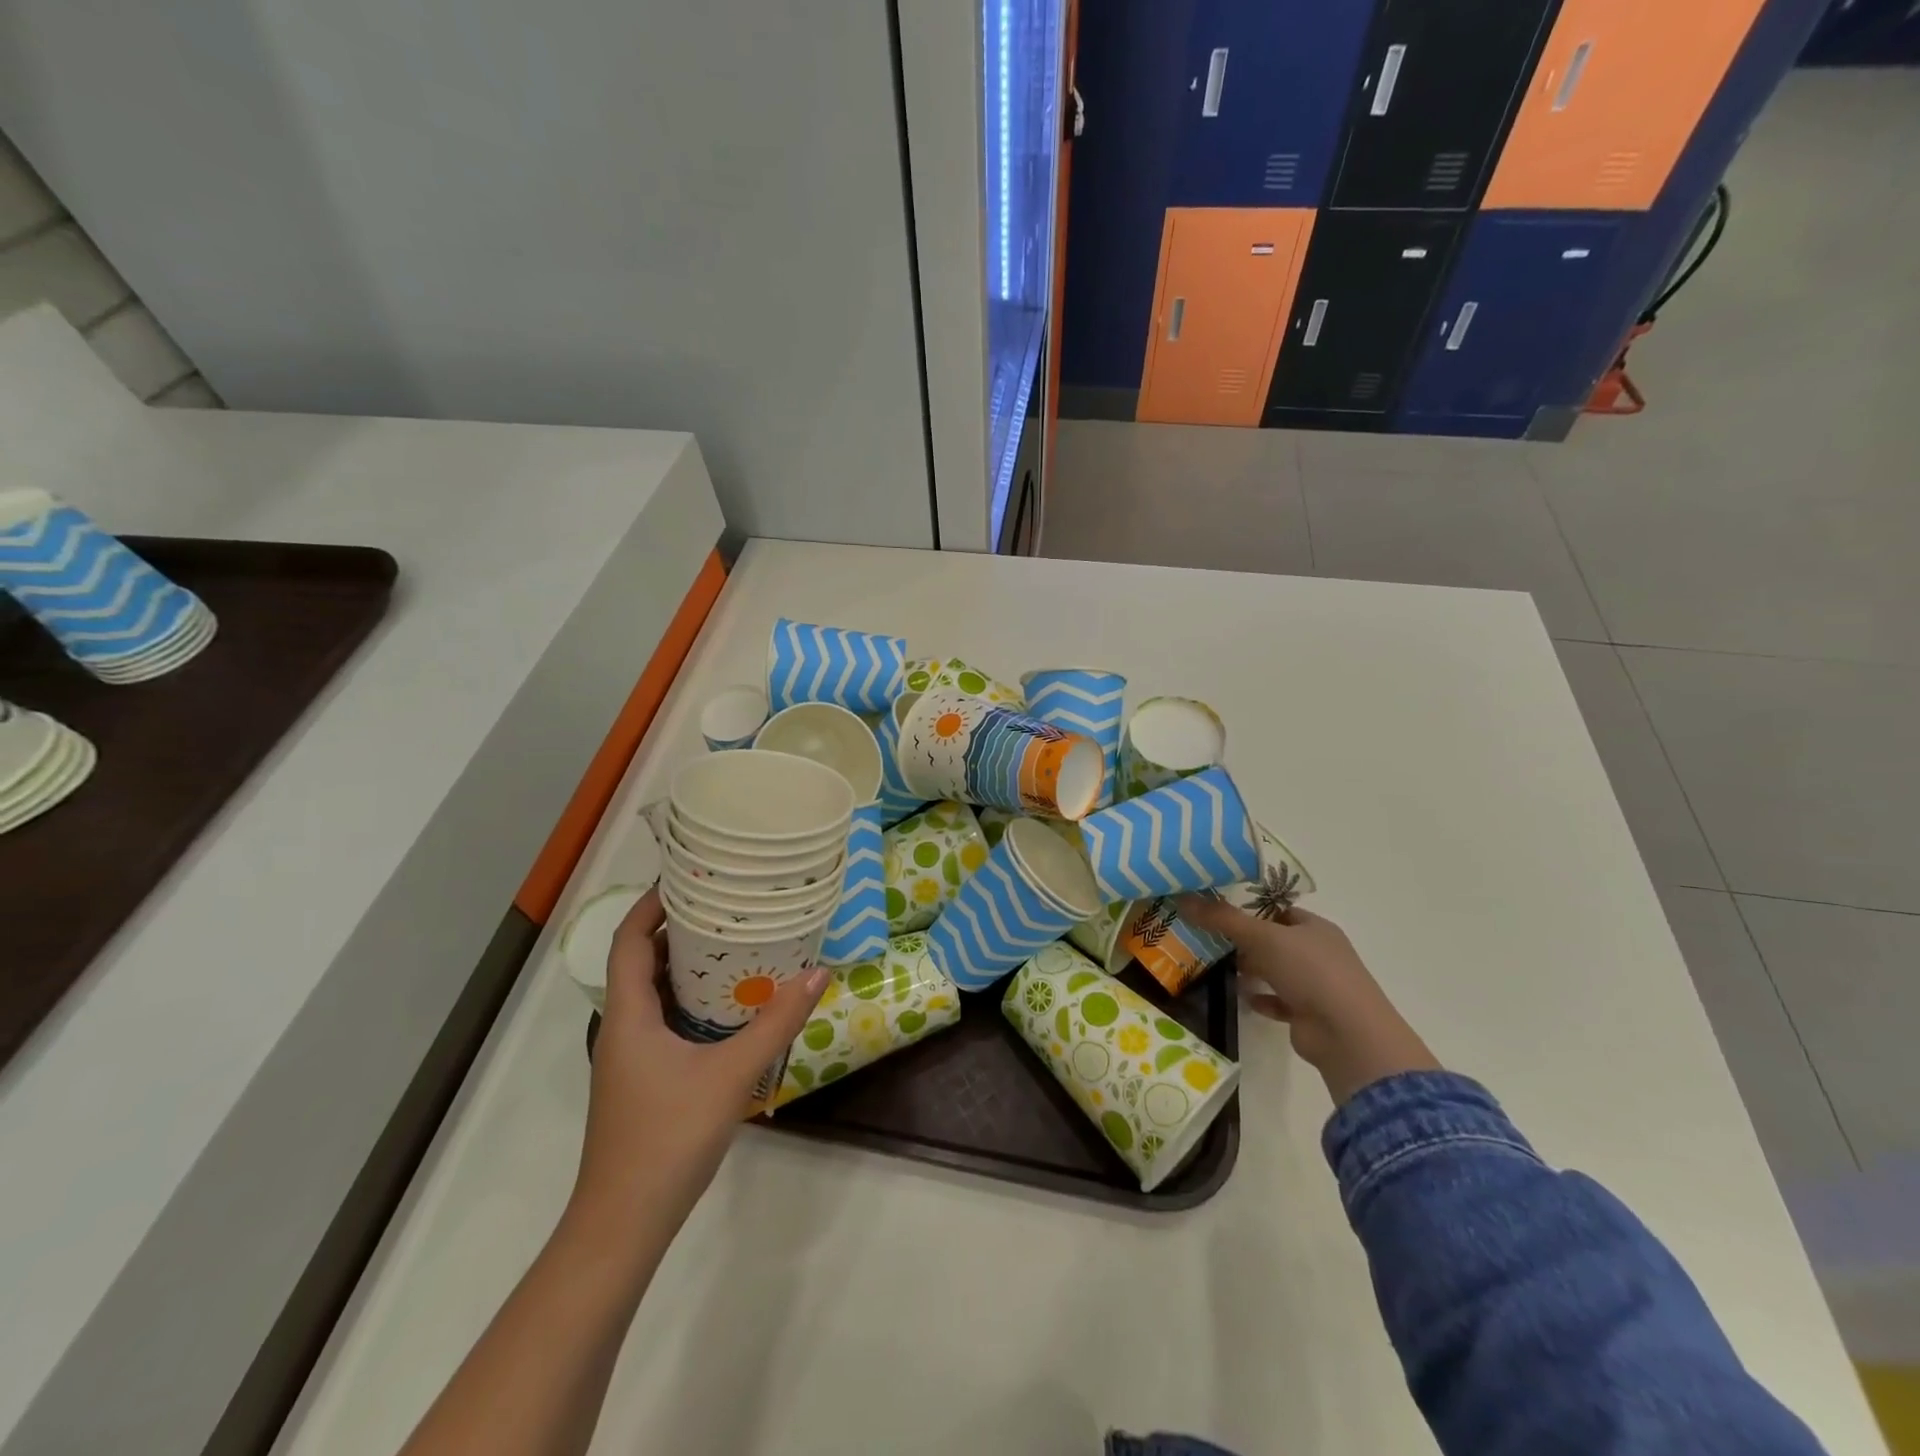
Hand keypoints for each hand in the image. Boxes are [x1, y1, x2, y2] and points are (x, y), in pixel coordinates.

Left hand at [568, 890, 826, 1244]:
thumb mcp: (731, 1073)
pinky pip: (660, 1019)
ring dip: (683, 964)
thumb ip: (777, 1022)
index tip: (688, 878)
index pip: (630, 941)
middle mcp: (621, 1028)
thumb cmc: (668, 1138)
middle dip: (676, 928)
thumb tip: (818, 971)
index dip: (651, 905)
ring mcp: (627, 1057)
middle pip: (640, 961)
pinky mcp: (640, 1079)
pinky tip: (725, 1004)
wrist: (623, 1224)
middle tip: (724, 904)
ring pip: (651, 993)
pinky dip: (687, 998)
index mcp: (629, 1016)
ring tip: (731, 941)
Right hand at [1176, 897, 1437, 1104]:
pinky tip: (1244, 999)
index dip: (1250, 908)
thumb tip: (1183, 898)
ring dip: (1252, 970)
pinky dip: (1262, 999)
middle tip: (1209, 937)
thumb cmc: (1310, 972)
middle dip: (1245, 940)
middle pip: (1275, 940)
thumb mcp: (1262, 937)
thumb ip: (1222, 919)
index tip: (1217, 909)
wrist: (1347, 1035)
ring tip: (1219, 966)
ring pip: (1276, 971)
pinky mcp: (1308, 1014)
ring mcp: (1316, 985)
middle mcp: (1318, 953)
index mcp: (1315, 928)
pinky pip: (1279, 1001)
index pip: (1279, 910)